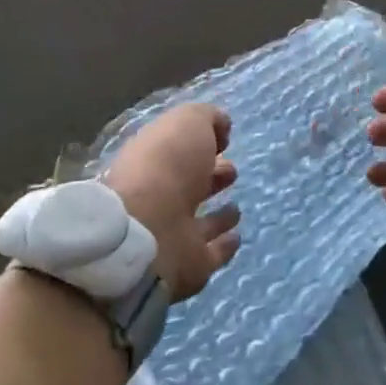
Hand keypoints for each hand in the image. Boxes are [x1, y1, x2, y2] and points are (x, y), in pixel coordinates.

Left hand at [105, 104, 240, 299]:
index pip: (177, 152)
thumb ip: (206, 118)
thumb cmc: (166, 166)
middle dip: (211, 176)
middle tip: (231, 171)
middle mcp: (160, 198)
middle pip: (188, 186)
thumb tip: (222, 127)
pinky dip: (224, 245)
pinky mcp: (189, 266)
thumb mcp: (187, 123)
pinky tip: (237, 237)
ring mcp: (173, 234)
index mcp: (153, 162)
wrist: (148, 230)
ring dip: (217, 217)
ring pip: (200, 223)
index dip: (199, 145)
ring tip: (236, 209)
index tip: (224, 142)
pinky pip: (211, 254)